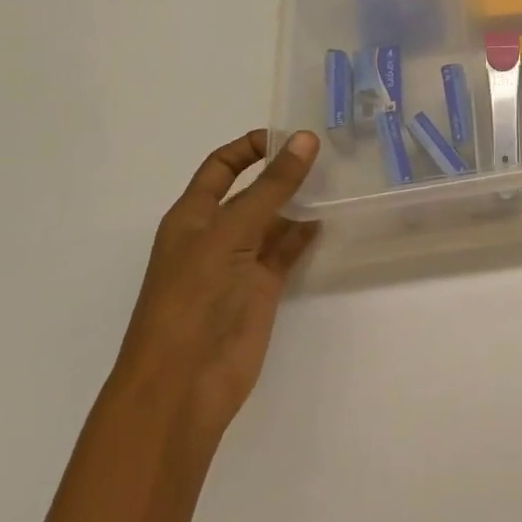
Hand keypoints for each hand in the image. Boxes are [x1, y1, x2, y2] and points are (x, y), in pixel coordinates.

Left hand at [113, 130, 320, 440]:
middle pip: (252, 191)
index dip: (250, 147)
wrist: (183, 385)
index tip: (289, 136)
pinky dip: (305, 235)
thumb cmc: (193, 299)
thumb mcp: (230, 233)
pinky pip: (286, 252)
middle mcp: (216, 234)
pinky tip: (328, 220)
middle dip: (282, 172)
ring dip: (299, 202)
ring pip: (274, 221)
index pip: (221, 166)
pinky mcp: (261, 289)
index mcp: (193, 215)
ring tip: (338, 181)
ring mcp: (240, 263)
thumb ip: (271, 187)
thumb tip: (304, 139)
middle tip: (328, 153)